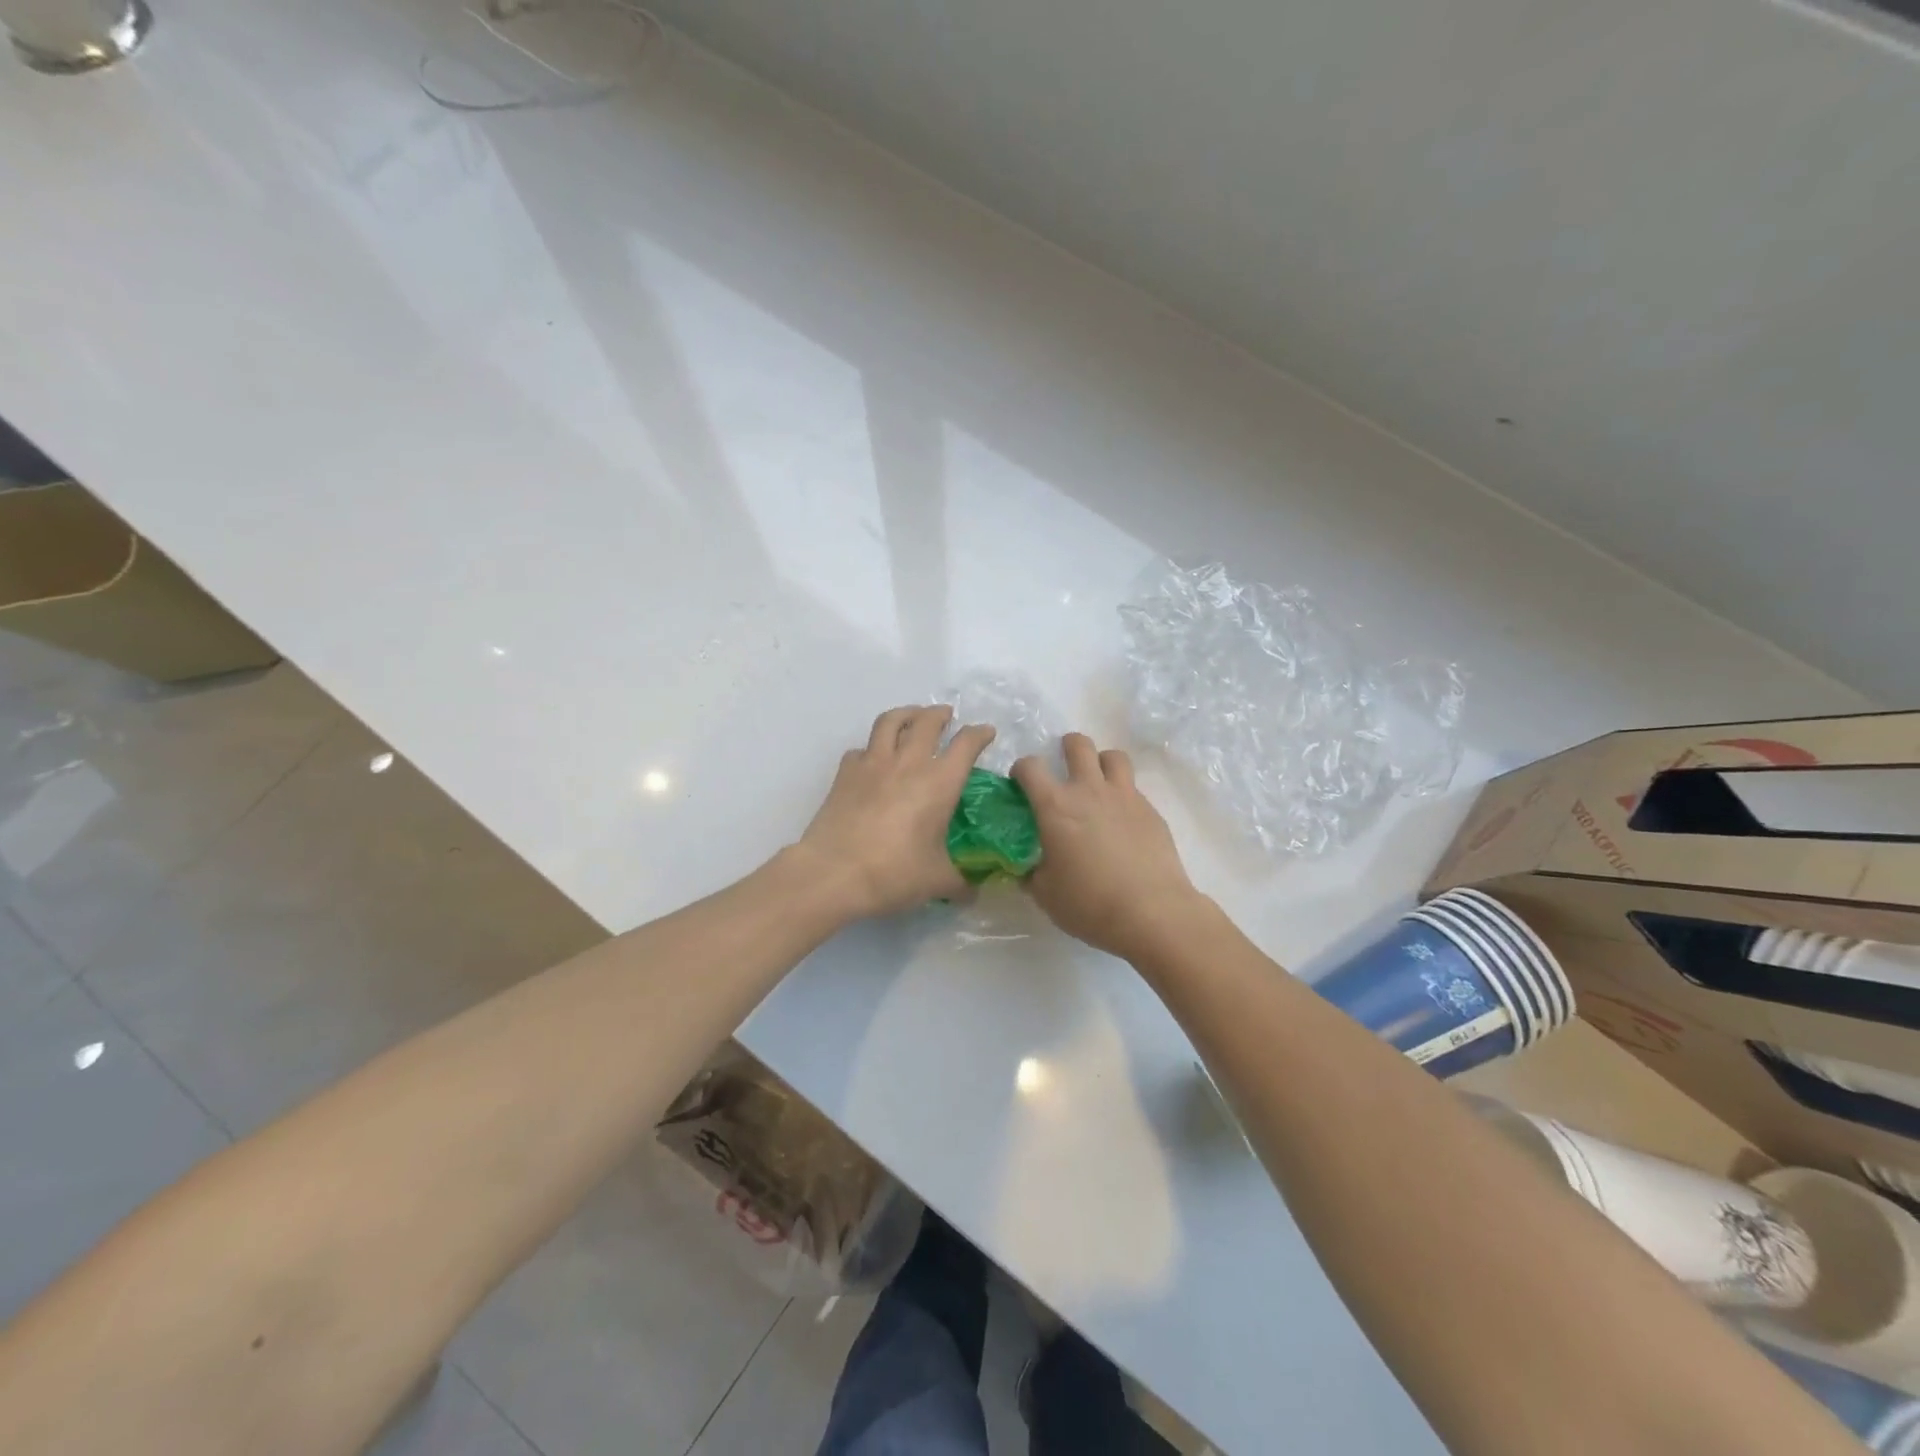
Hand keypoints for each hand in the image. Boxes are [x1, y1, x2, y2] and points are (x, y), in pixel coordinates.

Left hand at [794, 705, 996, 919]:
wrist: (832, 873)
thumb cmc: (893, 873)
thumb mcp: (937, 882)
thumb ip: (960, 883)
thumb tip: (975, 892)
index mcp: (939, 782)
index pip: (966, 744)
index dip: (979, 734)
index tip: (986, 733)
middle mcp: (908, 763)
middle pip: (927, 721)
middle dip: (940, 714)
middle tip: (947, 717)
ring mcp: (872, 763)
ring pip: (890, 721)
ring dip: (906, 714)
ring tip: (912, 718)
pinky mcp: (845, 773)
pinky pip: (861, 748)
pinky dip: (872, 747)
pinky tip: (873, 759)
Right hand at [1013, 734, 1208, 961]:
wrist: (1152, 913)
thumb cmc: (1090, 903)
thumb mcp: (1045, 894)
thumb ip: (1032, 873)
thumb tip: (1027, 868)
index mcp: (1055, 806)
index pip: (1030, 767)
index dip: (1021, 770)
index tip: (1021, 784)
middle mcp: (1090, 790)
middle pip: (1078, 745)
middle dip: (1067, 747)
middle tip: (1063, 767)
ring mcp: (1125, 797)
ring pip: (1113, 756)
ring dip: (1101, 762)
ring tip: (1097, 783)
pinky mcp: (1151, 811)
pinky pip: (1133, 789)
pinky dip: (1123, 796)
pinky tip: (1121, 823)